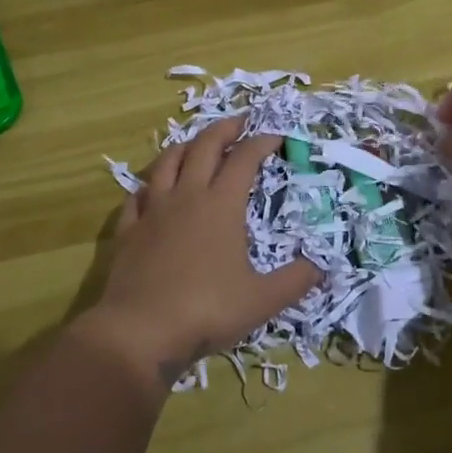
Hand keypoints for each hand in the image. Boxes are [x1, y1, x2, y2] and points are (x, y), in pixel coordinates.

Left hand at [87, 115, 318, 389]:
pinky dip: (148, 185)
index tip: (276, 137)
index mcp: (221, 205)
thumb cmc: (207, 310)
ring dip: (185, 146)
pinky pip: (137, 195)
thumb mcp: (262, 300)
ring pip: (167, 162)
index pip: (244, 159)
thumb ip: (295, 281)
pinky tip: (151, 189)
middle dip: (224, 129)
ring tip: (196, 144)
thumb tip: (322, 268)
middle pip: (204, 147)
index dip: (262, 143)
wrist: (141, 330)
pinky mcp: (129, 230)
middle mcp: (187, 196)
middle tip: (240, 121)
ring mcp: (153, 210)